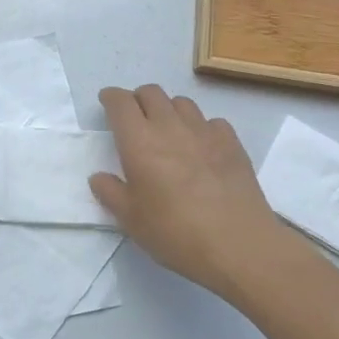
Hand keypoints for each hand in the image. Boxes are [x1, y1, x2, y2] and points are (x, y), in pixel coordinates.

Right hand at [89, 85, 288, 292]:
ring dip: (169, 109)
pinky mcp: (232, 143)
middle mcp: (170, 127)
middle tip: (135, 118)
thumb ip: (110, 192)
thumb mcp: (130, 219)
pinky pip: (212, 121)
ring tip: (168, 131)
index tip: (107, 102)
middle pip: (151, 93)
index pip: (120, 102)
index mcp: (139, 141)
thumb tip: (99, 177)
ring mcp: (204, 132)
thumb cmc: (175, 232)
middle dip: (138, 99)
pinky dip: (201, 127)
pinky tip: (202, 147)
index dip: (111, 97)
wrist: (238, 245)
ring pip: (182, 102)